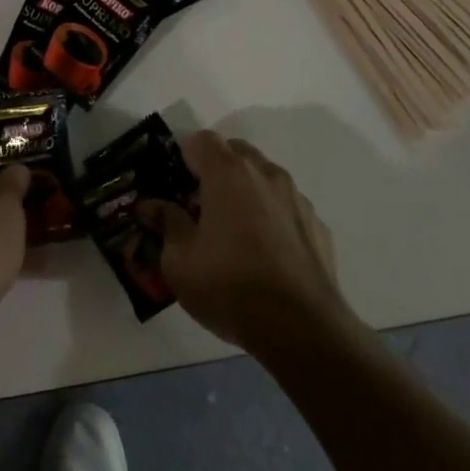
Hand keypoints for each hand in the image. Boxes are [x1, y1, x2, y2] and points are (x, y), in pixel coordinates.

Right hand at [139, 132, 350, 349]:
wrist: (303, 330)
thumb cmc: (230, 287)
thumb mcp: (179, 261)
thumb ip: (166, 223)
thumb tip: (151, 206)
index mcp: (228, 173)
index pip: (201, 139)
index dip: (185, 157)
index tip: (177, 187)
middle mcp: (265, 174)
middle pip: (236, 152)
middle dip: (216, 170)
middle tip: (202, 207)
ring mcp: (297, 198)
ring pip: (264, 178)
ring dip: (247, 192)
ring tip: (236, 234)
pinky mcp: (318, 225)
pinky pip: (286, 207)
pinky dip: (273, 217)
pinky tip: (266, 256)